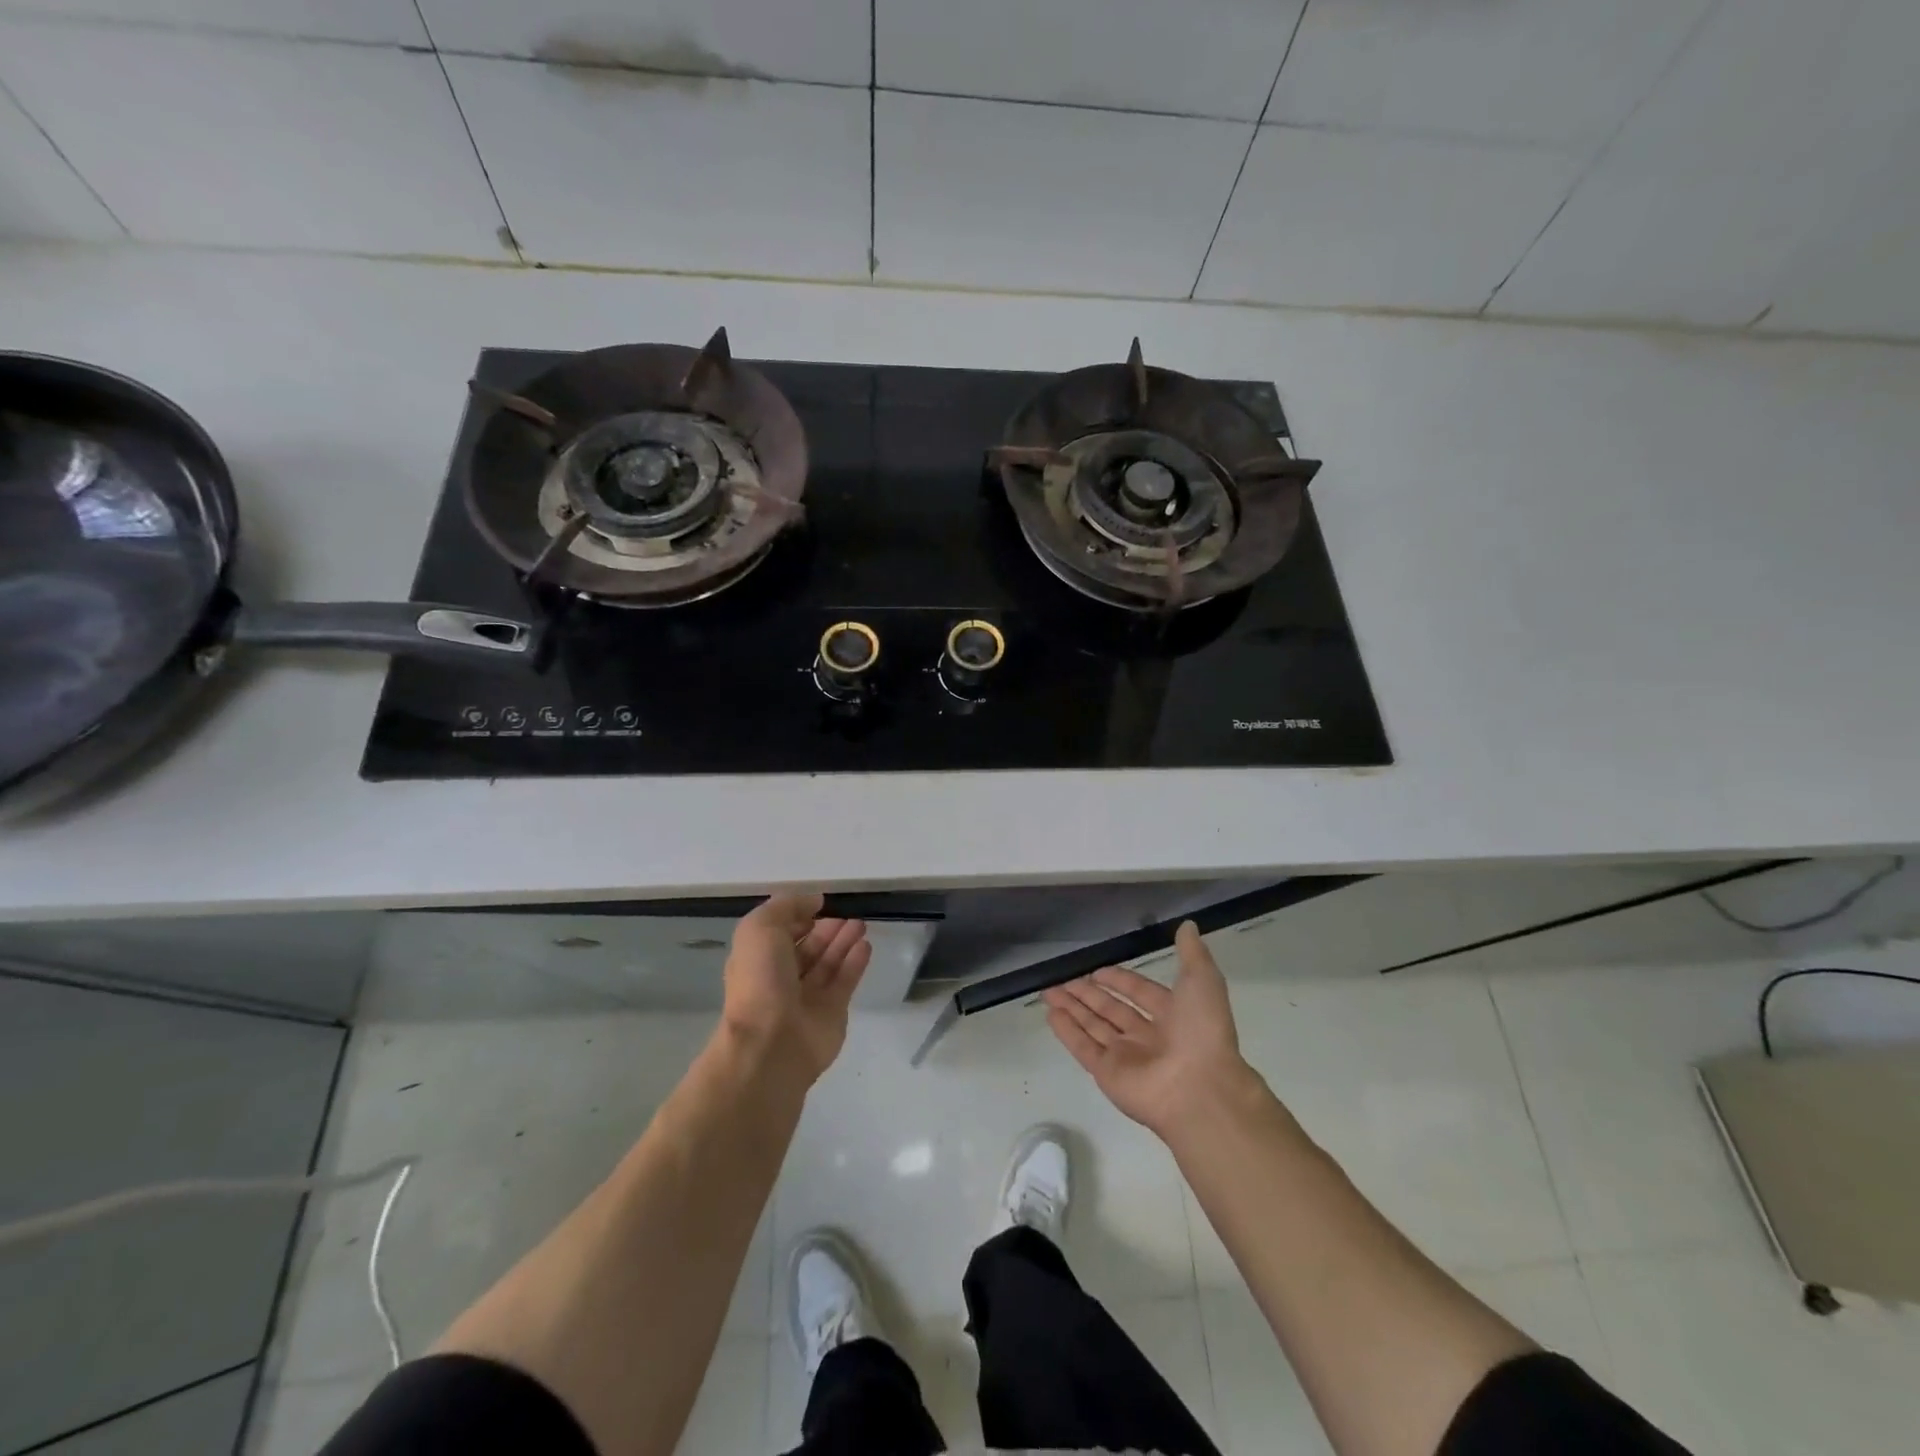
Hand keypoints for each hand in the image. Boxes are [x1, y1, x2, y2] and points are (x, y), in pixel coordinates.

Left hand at [720, 893, 871, 1081]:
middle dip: (826, 930)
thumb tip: (813, 901)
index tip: (819, 904)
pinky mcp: (831, 1013)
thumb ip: (785, 907)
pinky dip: (855, 963)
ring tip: (861, 924)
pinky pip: (845, 982)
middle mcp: (780, 979)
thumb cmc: (760, 981)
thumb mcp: (760, 928)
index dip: (797, 917)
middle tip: (848, 914)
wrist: (772, 1043)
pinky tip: (865, 945)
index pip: (779, 933)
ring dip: (843, 942)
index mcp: (757, 960)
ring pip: (828, 963)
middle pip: (807, 949)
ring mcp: (806, 998)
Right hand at [1043, 921, 1255, 1138]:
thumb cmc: (1202, 1031)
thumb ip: (1192, 953)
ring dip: (1072, 1009)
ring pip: (1093, 1027)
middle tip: (1063, 980)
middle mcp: (1148, 1036)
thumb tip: (1188, 925)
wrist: (1201, 1089)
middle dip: (1087, 994)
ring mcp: (1126, 1057)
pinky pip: (1083, 1047)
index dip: (1119, 981)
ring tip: (1049, 993)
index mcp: (1172, 1015)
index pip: (1139, 993)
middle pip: (1111, 1010)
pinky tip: (1051, 1014)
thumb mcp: (1202, 981)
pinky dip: (1066, 1031)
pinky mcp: (1108, 1074)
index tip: (1097, 971)